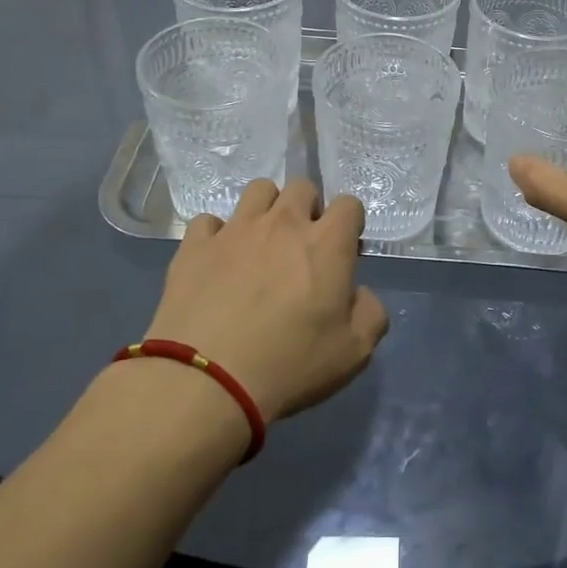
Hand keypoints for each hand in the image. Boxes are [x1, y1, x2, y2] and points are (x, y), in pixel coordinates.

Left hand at [142, 179, 389, 420]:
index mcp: (327, 244)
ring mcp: (235, 229)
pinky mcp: (195, 244)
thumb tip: (359, 294)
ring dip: (266, 210)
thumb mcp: (354, 353)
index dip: (349, 225)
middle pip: (302, 187)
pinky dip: (217, 235)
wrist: (207, 380)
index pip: (349, 204)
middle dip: (308, 209)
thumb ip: (370, 313)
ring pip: (257, 190)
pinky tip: (217, 261)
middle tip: (301, 247)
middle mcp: (283, 223)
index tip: (343, 254)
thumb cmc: (290, 365)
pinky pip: (209, 221)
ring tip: (260, 244)